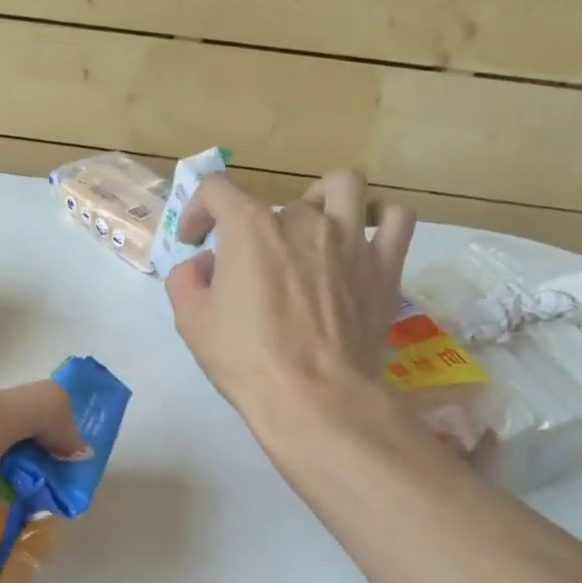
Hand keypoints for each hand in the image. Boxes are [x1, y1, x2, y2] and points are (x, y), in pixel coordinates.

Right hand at [165, 169, 414, 433]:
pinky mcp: (384, 265)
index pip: (216, 189)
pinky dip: (380, 218)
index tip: (194, 241)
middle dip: (256, 230)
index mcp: (250, 228)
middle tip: (250, 267)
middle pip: (275, 203)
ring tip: (313, 225)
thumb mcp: (192, 322)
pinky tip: (365, 235)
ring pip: (344, 185)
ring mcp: (350, 239)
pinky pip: (396, 219)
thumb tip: (202, 266)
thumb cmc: (247, 359)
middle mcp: (303, 220)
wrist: (314, 397)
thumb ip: (185, 281)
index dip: (197, 210)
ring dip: (323, 197)